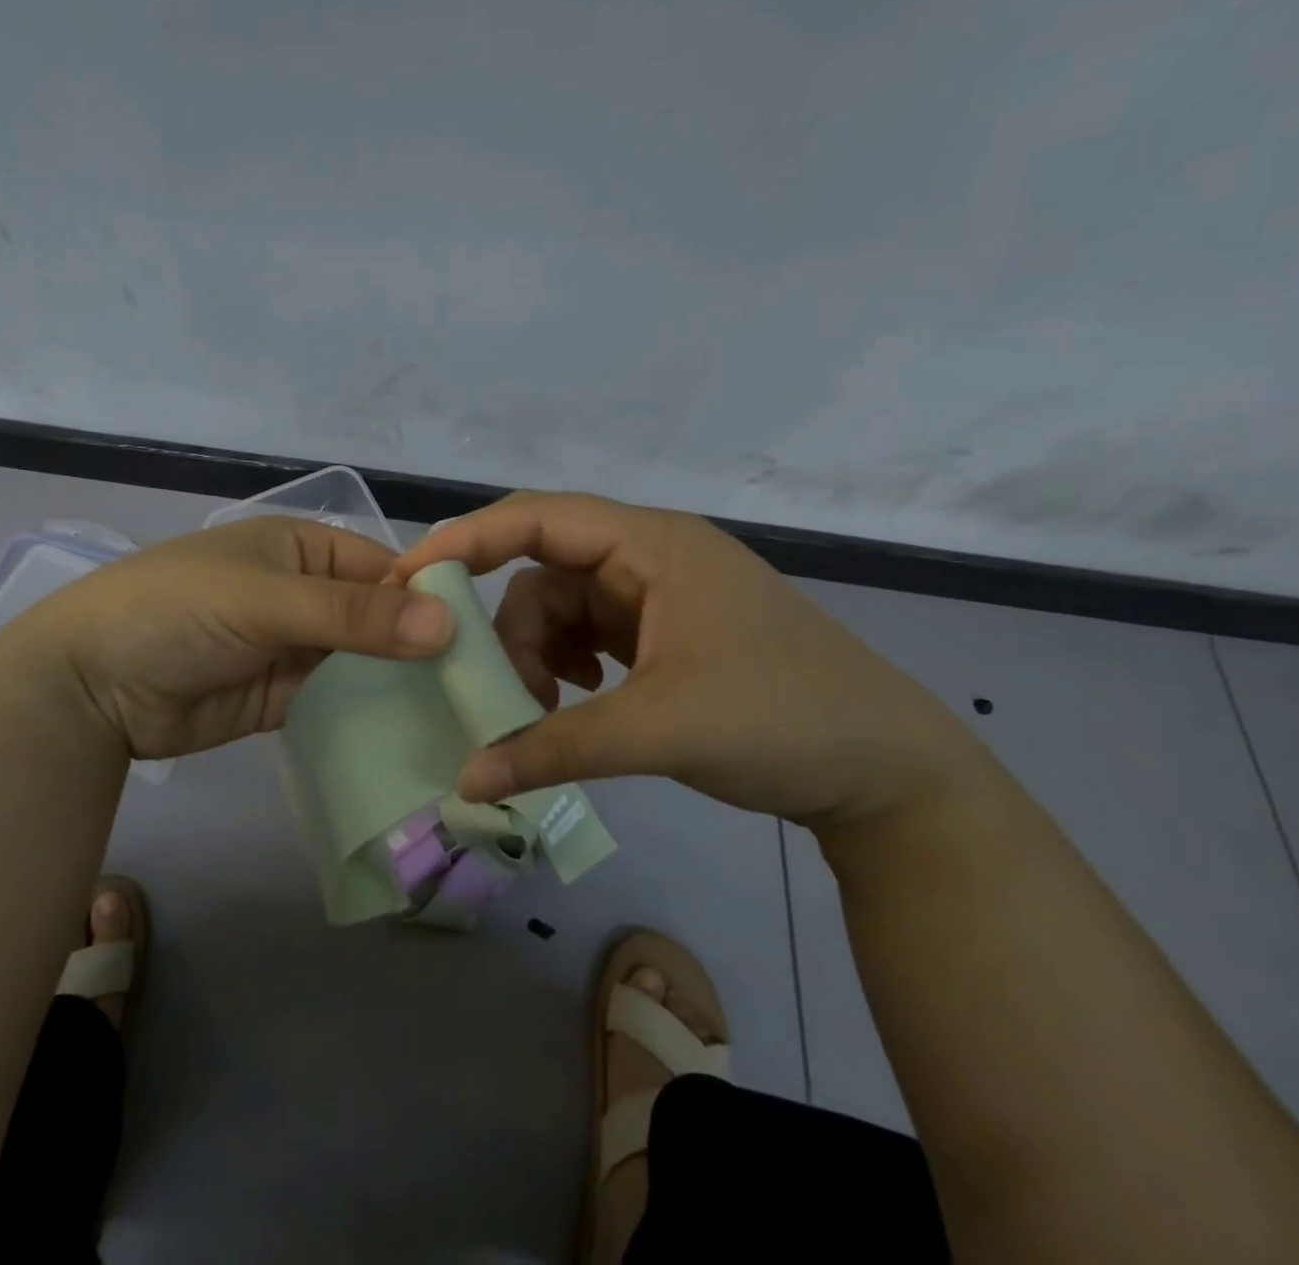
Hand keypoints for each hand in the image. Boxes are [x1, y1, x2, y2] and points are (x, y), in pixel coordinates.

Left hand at [0, 517, 455, 760]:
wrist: (89, 685)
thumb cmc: (176, 611)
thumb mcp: (265, 600)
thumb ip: (353, 615)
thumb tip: (448, 623)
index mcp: (303, 549)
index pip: (384, 569)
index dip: (428, 598)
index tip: (480, 641)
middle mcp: (306, 594)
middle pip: (379, 618)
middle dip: (421, 647)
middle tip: (481, 689)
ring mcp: (295, 649)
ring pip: (364, 662)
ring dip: (400, 684)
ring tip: (463, 718)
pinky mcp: (284, 698)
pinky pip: (338, 701)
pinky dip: (369, 714)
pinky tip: (414, 734)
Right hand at [391, 492, 992, 830]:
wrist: (886, 771)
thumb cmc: (781, 720)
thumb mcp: (659, 728)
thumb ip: (554, 748)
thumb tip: (465, 780)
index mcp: (652, 545)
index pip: (538, 517)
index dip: (468, 538)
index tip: (411, 576)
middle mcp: (648, 557)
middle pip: (543, 573)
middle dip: (512, 632)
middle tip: (506, 700)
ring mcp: (657, 596)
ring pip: (561, 609)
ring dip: (538, 657)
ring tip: (546, 715)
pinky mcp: (663, 634)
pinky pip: (587, 636)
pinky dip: (566, 667)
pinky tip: (576, 703)